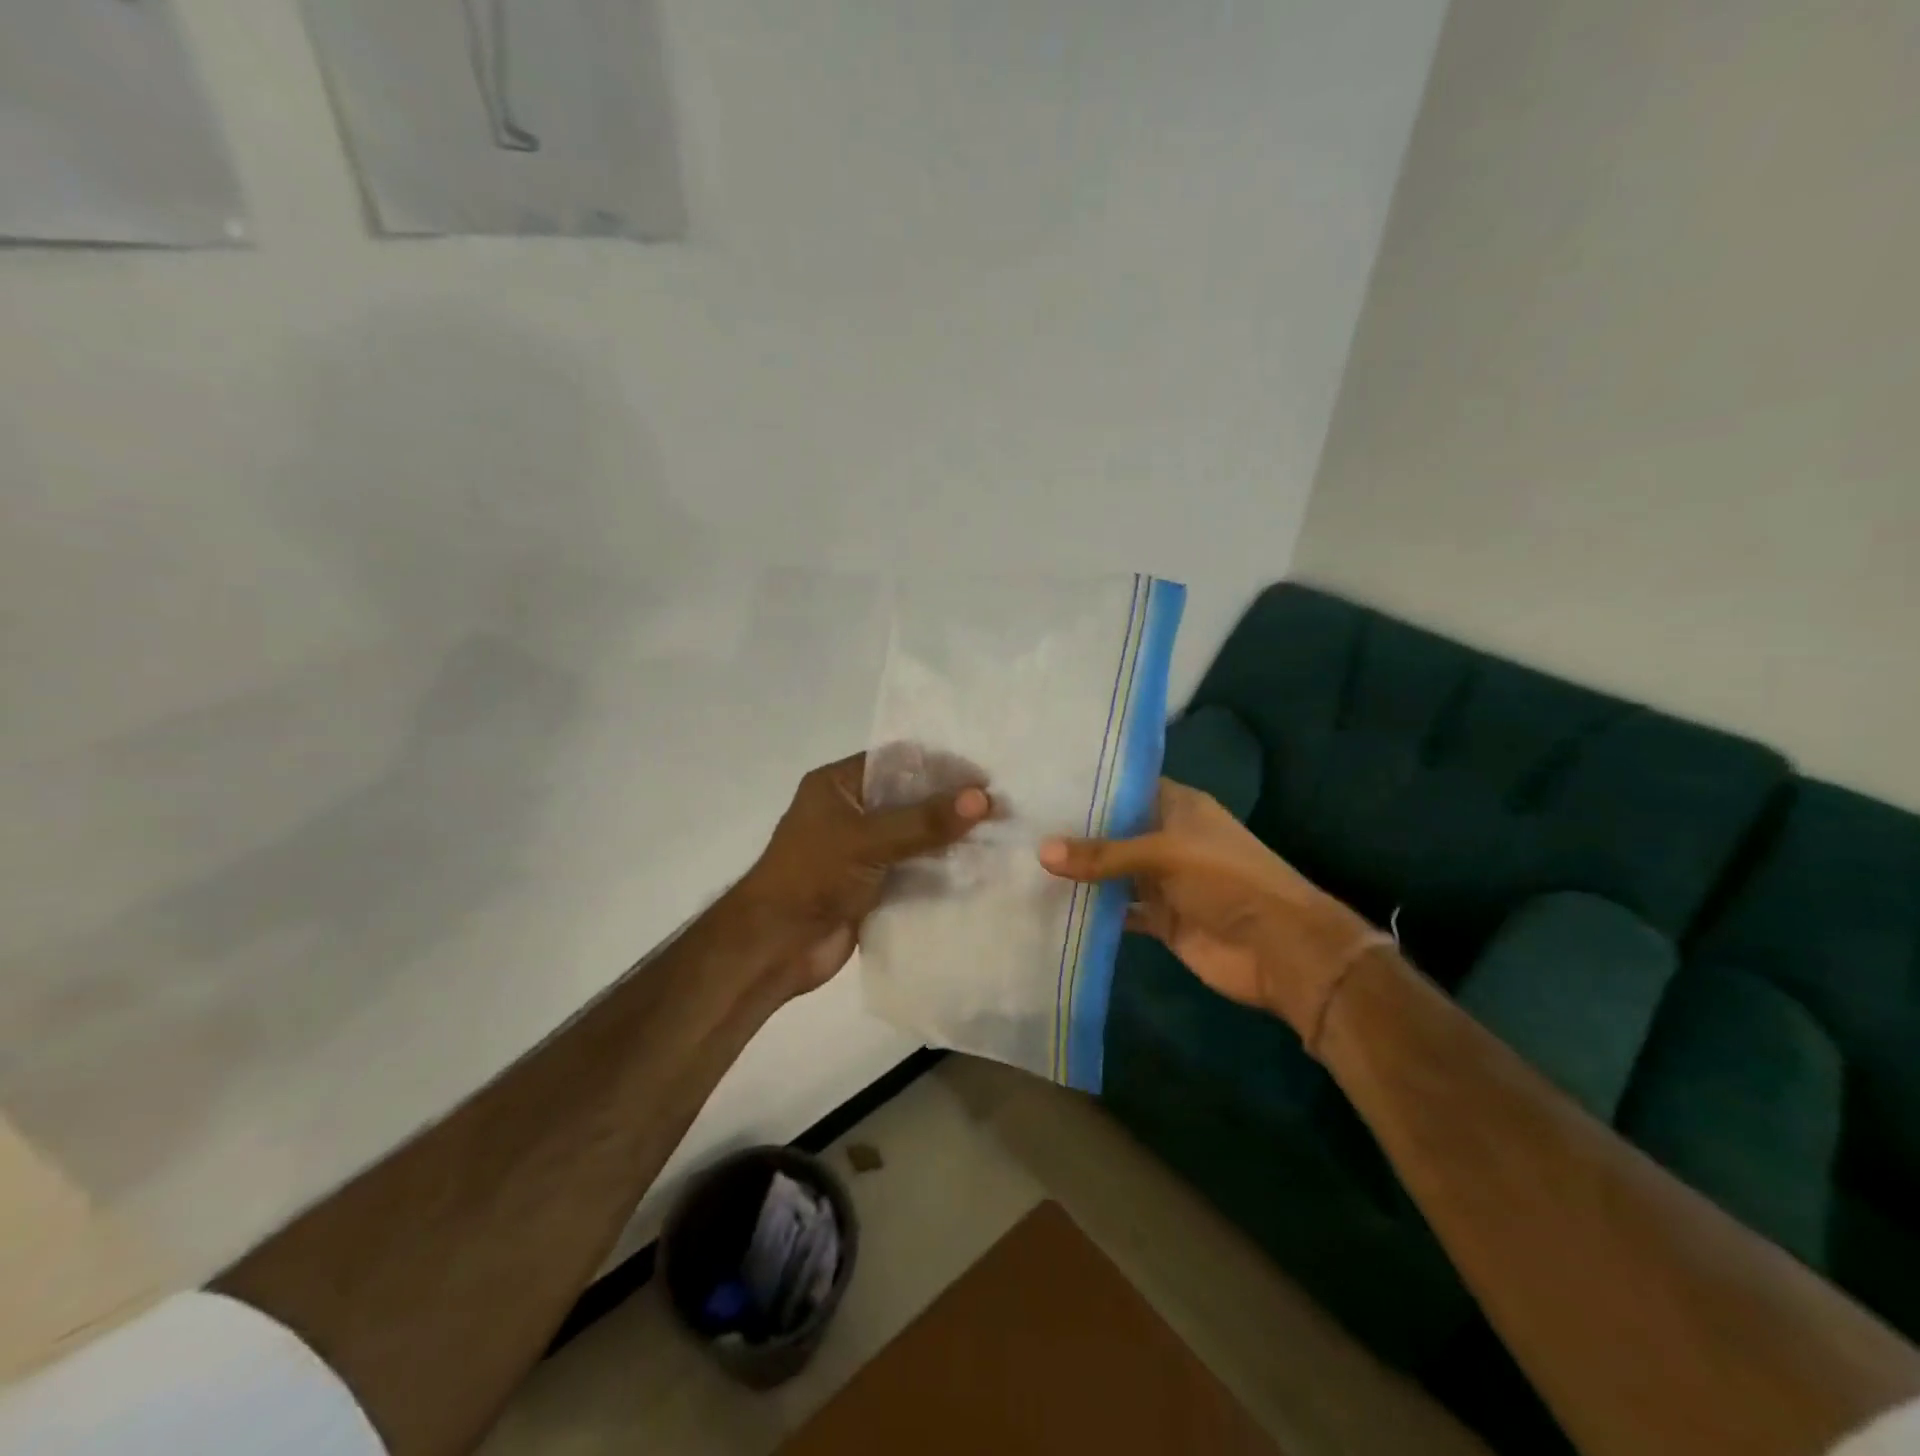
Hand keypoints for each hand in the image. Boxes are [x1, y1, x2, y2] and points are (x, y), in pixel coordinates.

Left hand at [739, 753, 989, 992]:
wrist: (774, 946)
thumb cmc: (812, 876)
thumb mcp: (868, 840)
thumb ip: (924, 820)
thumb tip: (982, 798)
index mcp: (839, 784)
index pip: (898, 761)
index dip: (941, 766)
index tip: (984, 778)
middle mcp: (852, 810)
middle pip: (910, 798)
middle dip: (951, 803)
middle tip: (1001, 809)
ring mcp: (863, 849)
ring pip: (915, 835)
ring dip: (950, 838)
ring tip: (999, 838)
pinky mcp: (872, 884)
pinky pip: (913, 868)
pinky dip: (941, 870)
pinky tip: (977, 871)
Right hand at [1037, 780, 1383, 1037]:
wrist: (1278, 950)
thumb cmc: (1227, 880)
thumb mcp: (1164, 854)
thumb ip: (1104, 854)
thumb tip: (1041, 851)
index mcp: (1177, 807)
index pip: (1126, 786)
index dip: (1089, 784)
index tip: (1041, 781)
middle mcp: (1167, 838)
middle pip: (1114, 830)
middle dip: (1074, 830)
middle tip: (1018, 822)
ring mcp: (1163, 880)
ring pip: (1112, 871)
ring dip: (1080, 871)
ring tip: (1022, 859)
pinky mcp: (1160, 919)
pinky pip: (1118, 909)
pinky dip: (1092, 910)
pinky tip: (1051, 904)